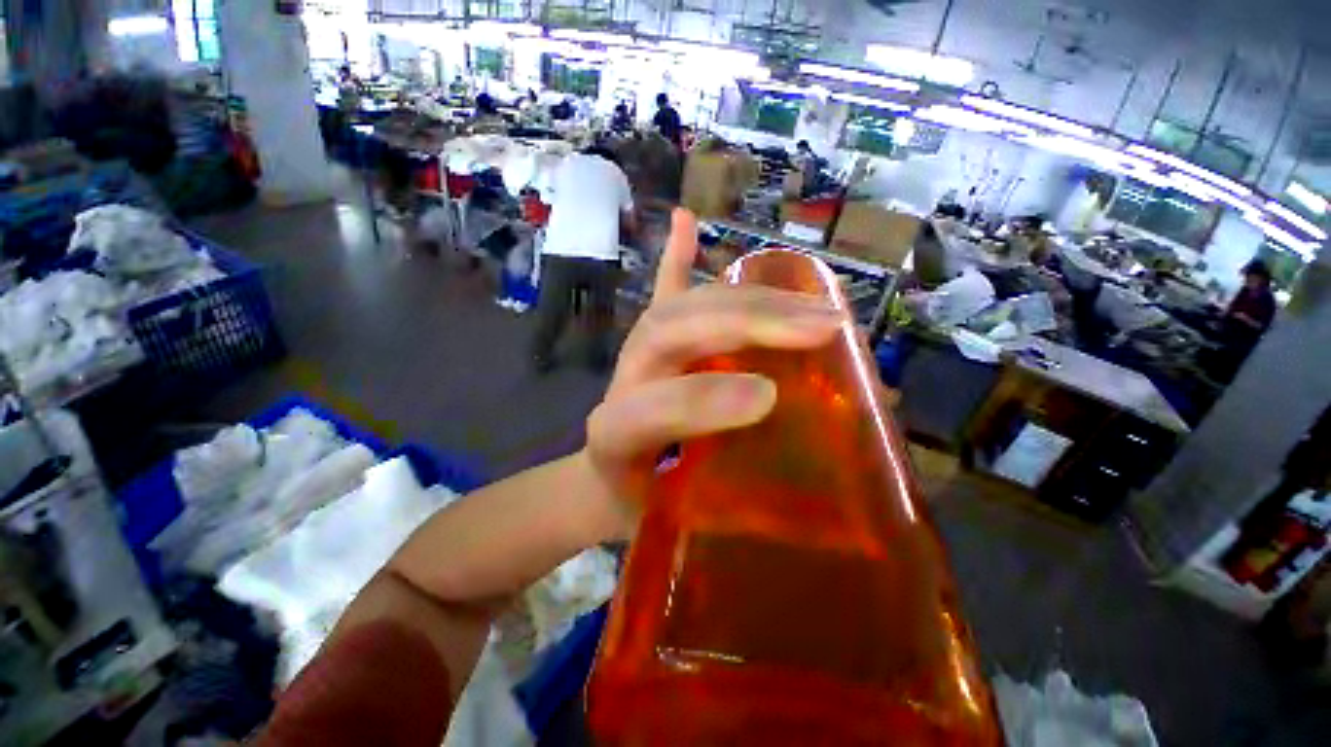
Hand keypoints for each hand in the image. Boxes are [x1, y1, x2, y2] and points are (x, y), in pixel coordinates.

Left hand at [574, 209, 841, 541]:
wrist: (601, 481)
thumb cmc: (641, 507)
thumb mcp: (679, 522)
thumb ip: (730, 510)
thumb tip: (813, 492)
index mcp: (616, 437)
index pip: (652, 409)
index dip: (706, 401)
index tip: (771, 397)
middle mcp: (622, 382)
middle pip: (671, 332)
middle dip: (745, 325)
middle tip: (821, 326)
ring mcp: (635, 353)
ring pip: (680, 307)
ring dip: (747, 298)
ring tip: (810, 299)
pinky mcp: (647, 340)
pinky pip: (662, 294)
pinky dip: (677, 257)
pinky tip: (687, 220)